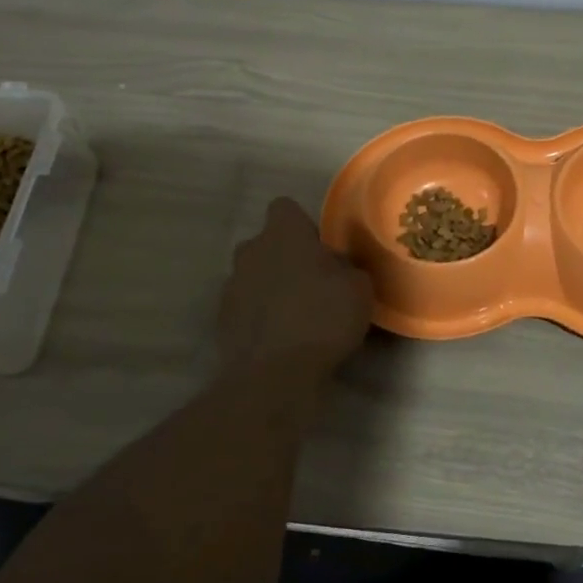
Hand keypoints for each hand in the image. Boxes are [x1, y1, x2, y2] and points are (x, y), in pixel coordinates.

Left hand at [218, 198, 373, 389]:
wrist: (273, 375)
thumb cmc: (322, 318)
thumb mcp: (359, 288)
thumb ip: (347, 269)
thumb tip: (338, 268)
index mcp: (282, 233)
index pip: (285, 208)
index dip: (303, 226)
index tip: (321, 249)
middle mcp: (251, 251)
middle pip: (267, 244)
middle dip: (286, 258)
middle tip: (314, 284)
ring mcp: (231, 286)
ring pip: (254, 276)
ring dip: (271, 289)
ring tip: (298, 317)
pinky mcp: (222, 321)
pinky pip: (246, 308)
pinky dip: (260, 318)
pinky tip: (282, 340)